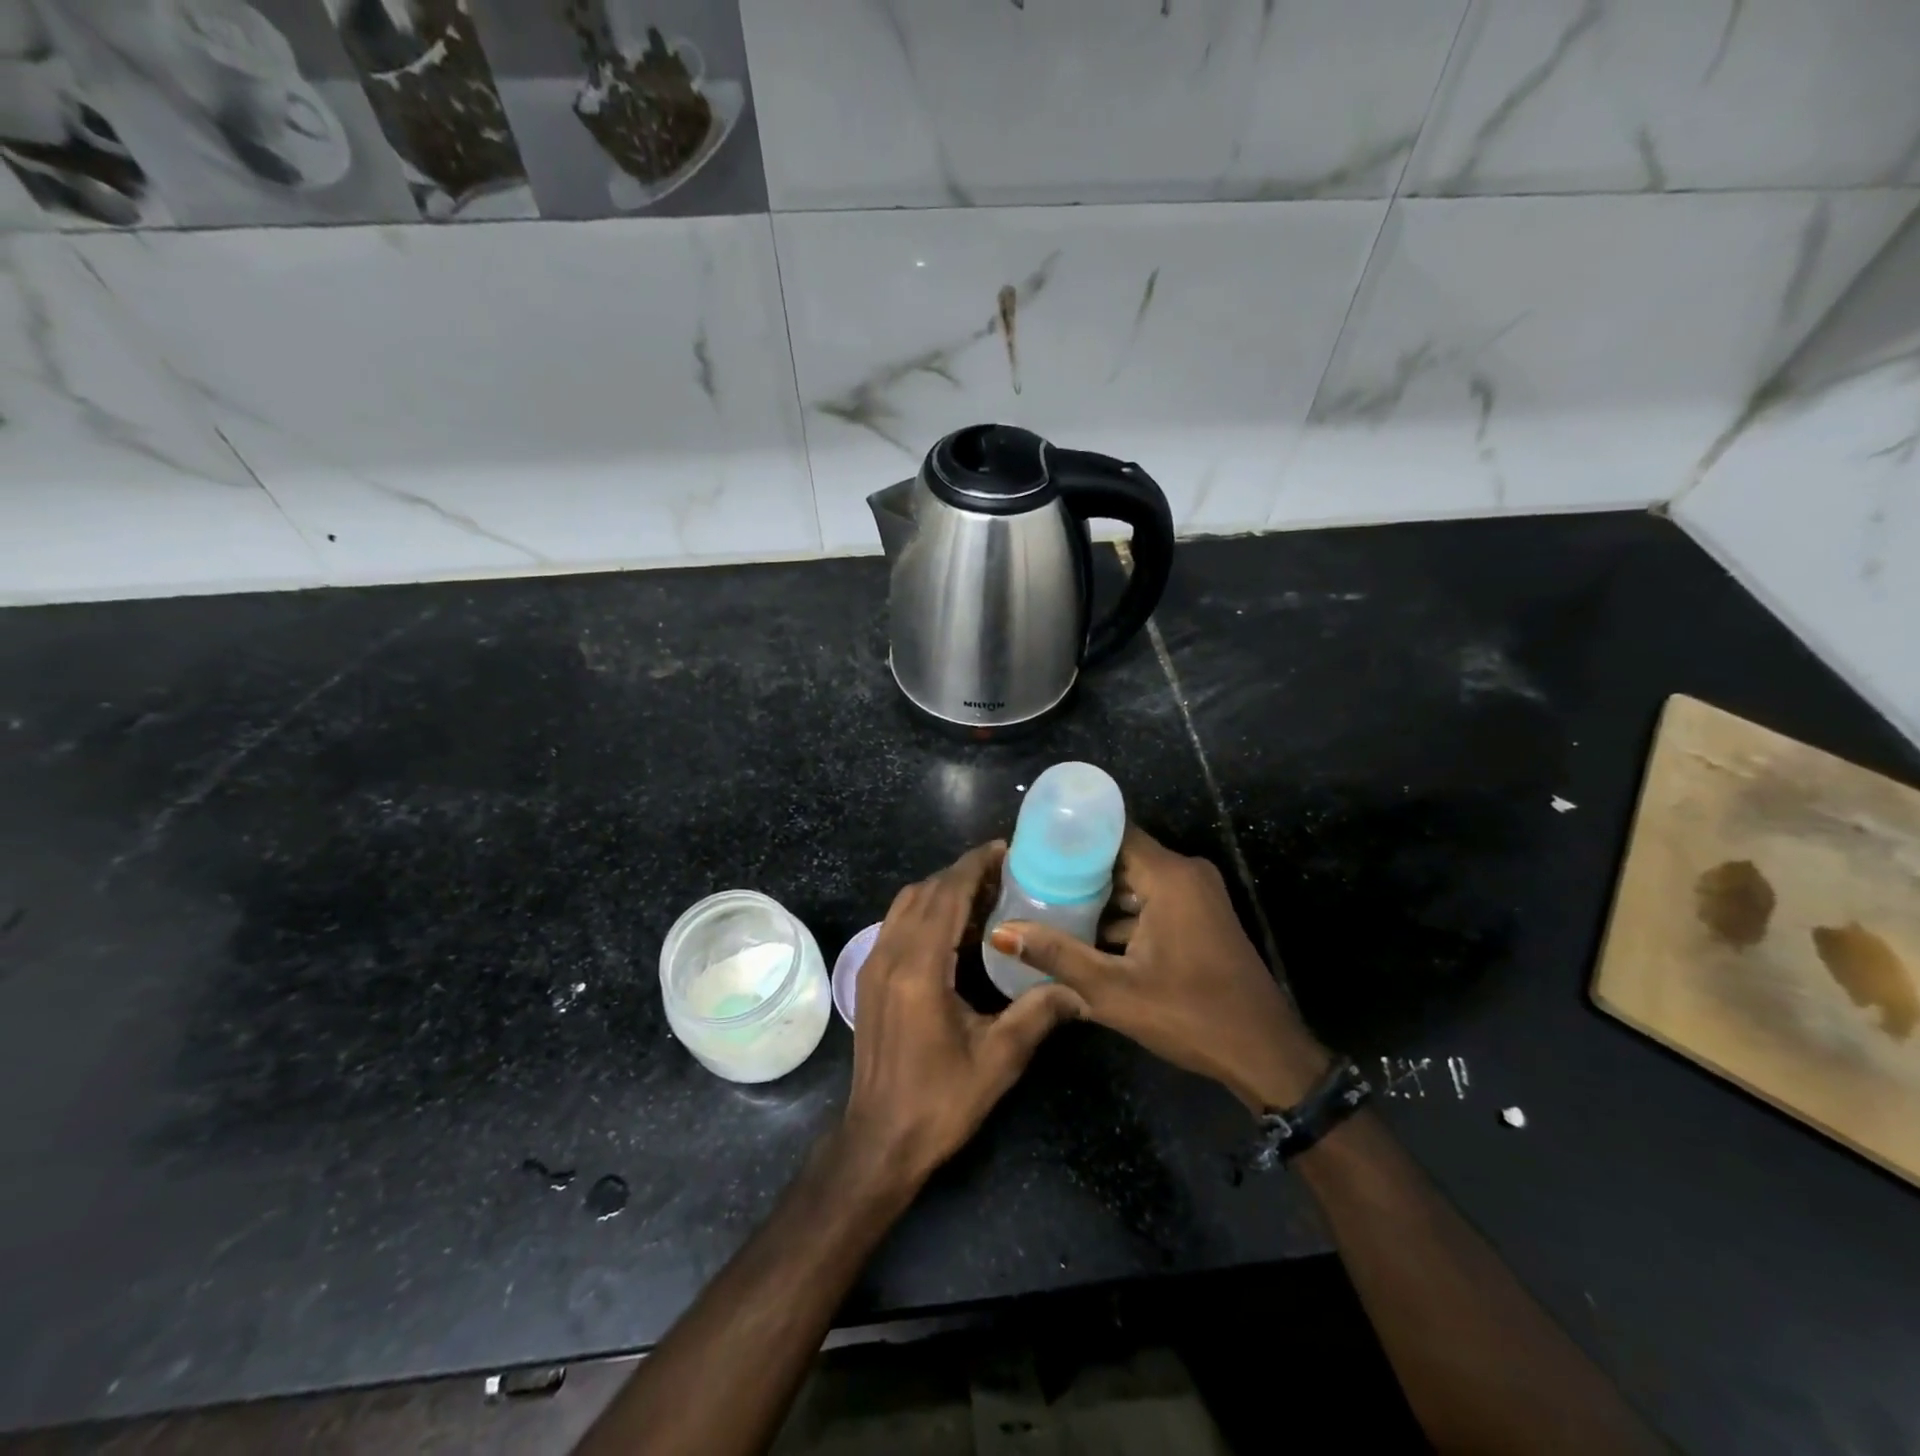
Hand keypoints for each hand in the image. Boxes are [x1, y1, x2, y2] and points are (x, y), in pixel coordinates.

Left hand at [839, 842, 1084, 1191]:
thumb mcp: (998, 1059)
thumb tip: (1078, 987)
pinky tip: (955, 926)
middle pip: (925, 892)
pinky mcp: (870, 977)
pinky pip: (897, 923)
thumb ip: (1038, 1012)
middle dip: (962, 873)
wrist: (879, 1140)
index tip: (1004, 849)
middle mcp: (890, 954)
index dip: (975, 866)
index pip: (947, 895)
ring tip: (984, 893)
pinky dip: (925, 909)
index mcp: (920, 968)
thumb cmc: (939, 1101)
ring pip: (906, 903)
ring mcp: (874, 964)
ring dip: (942, 889)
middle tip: (1005, 871)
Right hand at [989, 826, 1329, 1111]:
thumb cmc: (1190, 1015)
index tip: (1031, 846)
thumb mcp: (1113, 990)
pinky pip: (1153, 899)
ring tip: (1047, 903)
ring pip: (1136, 880)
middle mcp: (1186, 873)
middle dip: (1077, 868)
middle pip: (1121, 855)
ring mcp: (1198, 895)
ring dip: (1099, 894)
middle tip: (1030, 878)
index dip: (1071, 836)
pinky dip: (1123, 912)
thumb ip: (1056, 955)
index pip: (1112, 832)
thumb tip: (1000, 932)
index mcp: (1169, 876)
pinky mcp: (1201, 917)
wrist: (1264, 1055)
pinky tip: (1087, 933)